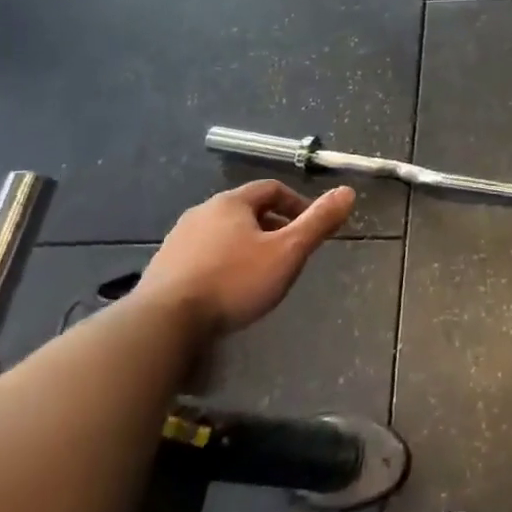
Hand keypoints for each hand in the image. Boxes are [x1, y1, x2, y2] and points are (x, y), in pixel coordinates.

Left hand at [139, 180, 355, 335]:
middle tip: (289, 251)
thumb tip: (348, 191)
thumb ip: (318, 222)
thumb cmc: (234, 281)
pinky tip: (227, 289)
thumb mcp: (287, 252)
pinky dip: (222, 263)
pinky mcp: (163, 268)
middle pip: (246, 210)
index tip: (310, 227)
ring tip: (260, 272)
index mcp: (231, 203)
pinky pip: (202, 255)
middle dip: (272, 226)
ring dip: (245, 245)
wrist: (163, 322)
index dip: (296, 204)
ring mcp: (178, 240)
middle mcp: (202, 212)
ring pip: (222, 233)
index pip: (271, 189)